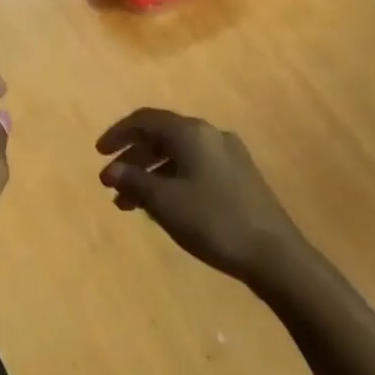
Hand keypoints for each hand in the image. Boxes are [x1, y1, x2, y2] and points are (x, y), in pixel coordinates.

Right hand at [96, 109, 306, 283]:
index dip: (118, 134)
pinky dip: (172, 180)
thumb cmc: (214, 221)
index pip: (145, 120)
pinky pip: (194, 167)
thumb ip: (134, 181)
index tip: (99, 154)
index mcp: (191, 133)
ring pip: (178, 155)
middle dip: (133, 158)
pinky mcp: (239, 176)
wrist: (275, 255)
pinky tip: (163, 207)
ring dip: (151, 174)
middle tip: (111, 184)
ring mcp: (228, 155)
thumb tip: (110, 170)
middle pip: (162, 136)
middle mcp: (210, 134)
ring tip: (130, 205)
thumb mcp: (165, 202)